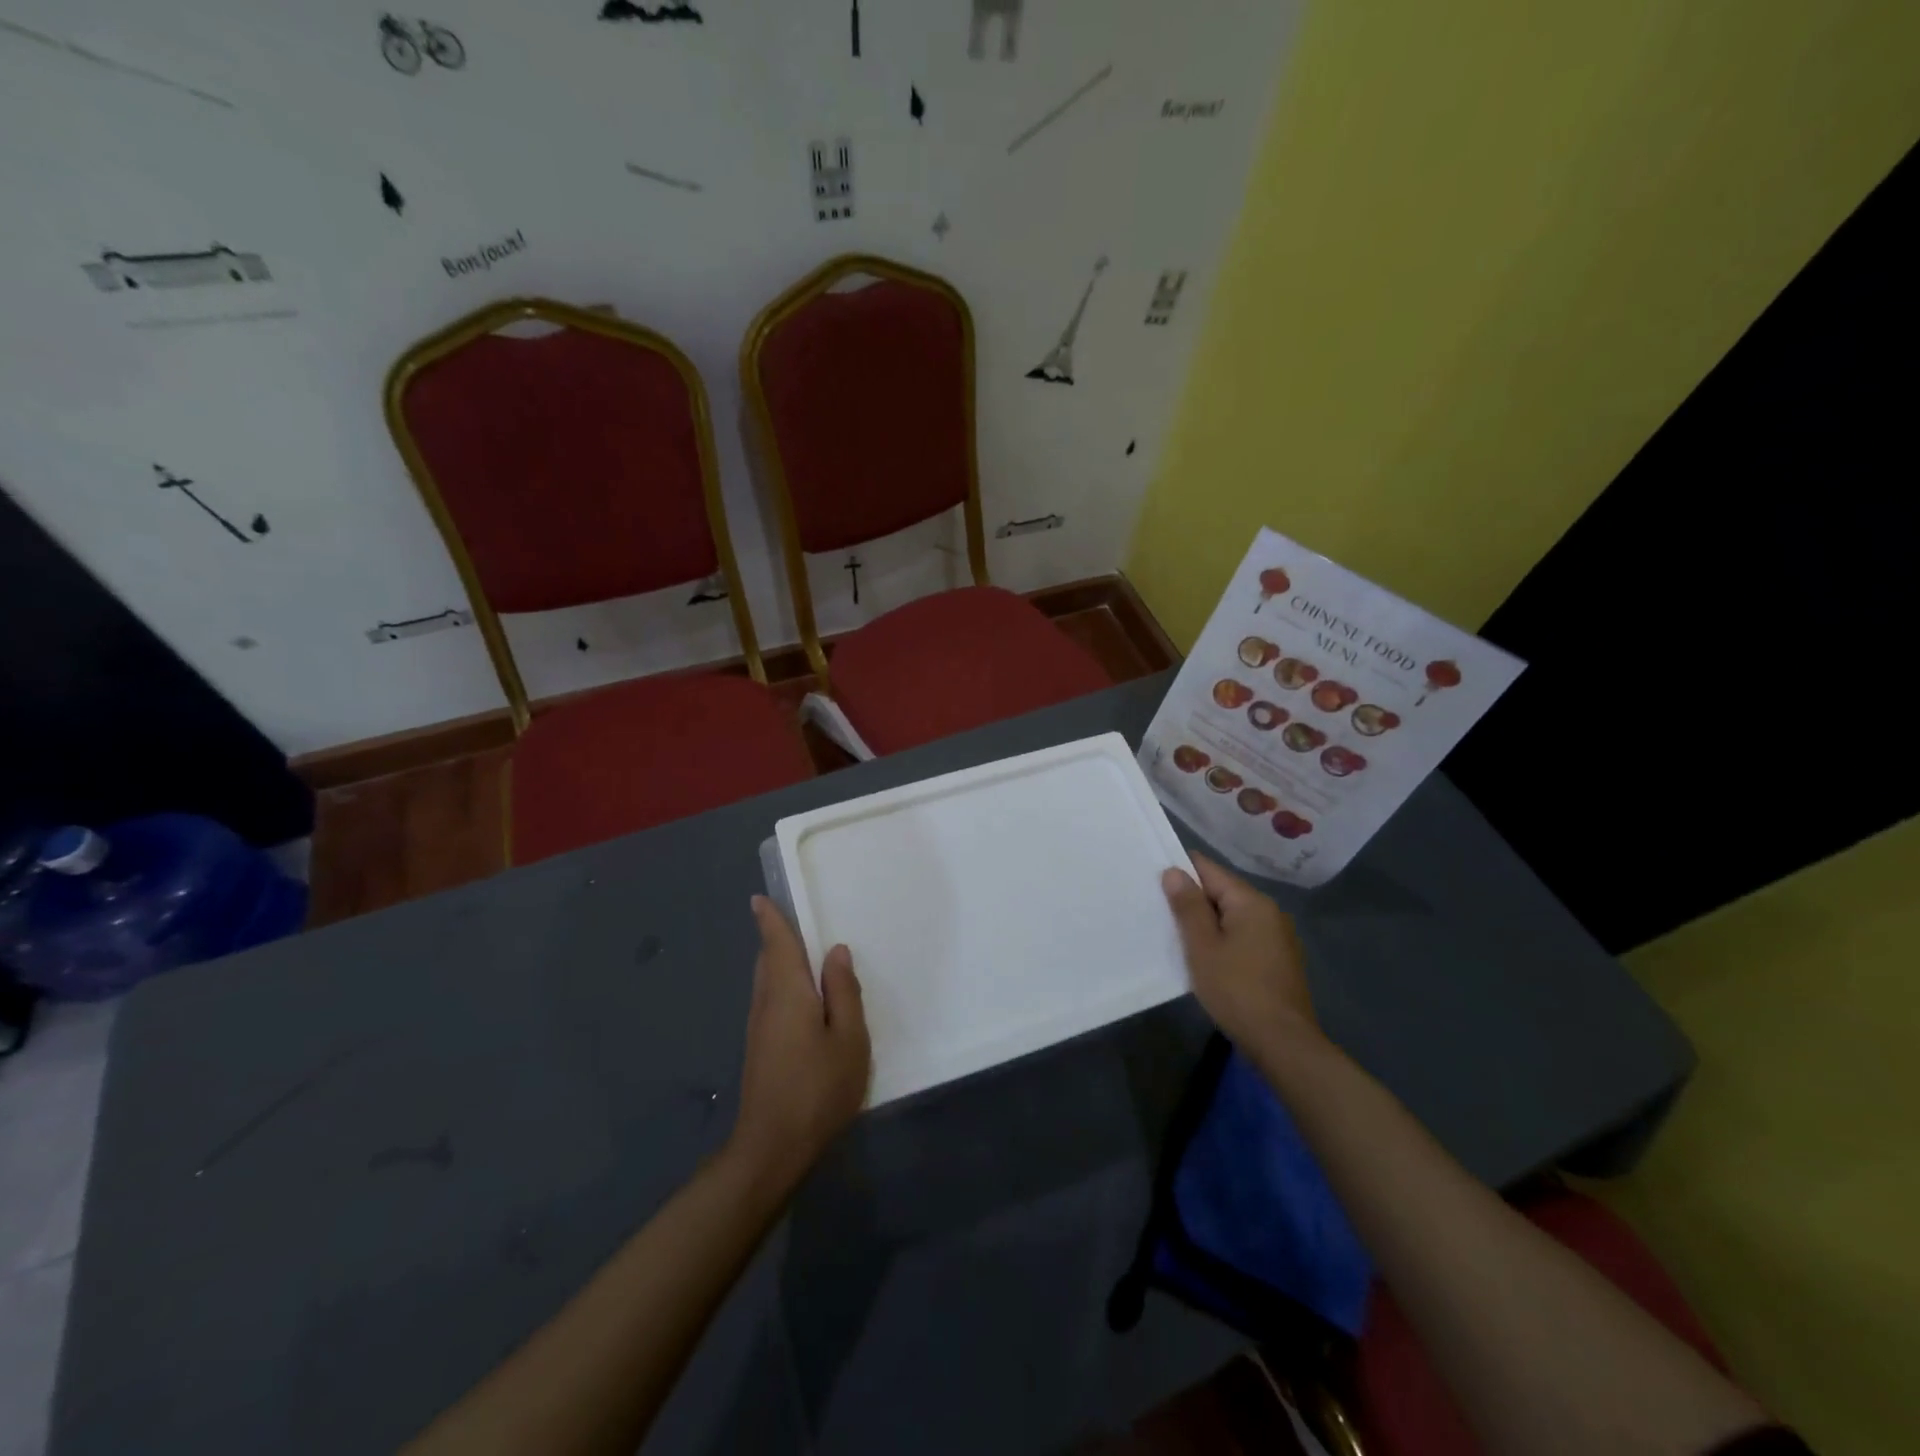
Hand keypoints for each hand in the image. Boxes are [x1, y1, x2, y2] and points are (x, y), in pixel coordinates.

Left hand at [727, 897, 871, 1194]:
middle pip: (768, 961)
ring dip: (781, 964)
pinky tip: (804, 1002)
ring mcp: (759, 1029)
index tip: (758, 899)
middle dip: (777, 940)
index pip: (776, 945)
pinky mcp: (759, 1050)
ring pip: (767, 983)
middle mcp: (766, 1003)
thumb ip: (844, 992)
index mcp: (787, 993)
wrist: (772, 1148)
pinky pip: (771, 1002)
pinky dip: (783, 986)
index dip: (769, 920)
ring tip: (805, 958)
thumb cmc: (818, 1088)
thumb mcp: (849, 1039)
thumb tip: (836, 952)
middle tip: (794, 923)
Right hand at [1162, 854, 1320, 1052]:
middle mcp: (1269, 911)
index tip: (1153, 880)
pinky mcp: (1278, 959)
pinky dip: (1223, 939)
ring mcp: (1278, 936)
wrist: (1283, 1043)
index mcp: (1251, 902)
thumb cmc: (1237, 990)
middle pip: (1222, 891)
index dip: (1180, 871)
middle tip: (1158, 911)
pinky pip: (1243, 936)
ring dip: (1207, 922)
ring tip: (1177, 934)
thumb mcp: (1202, 947)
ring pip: (1232, 916)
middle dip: (1192, 899)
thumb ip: (1188, 907)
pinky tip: (1206, 957)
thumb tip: (1174, 872)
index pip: (1209, 869)